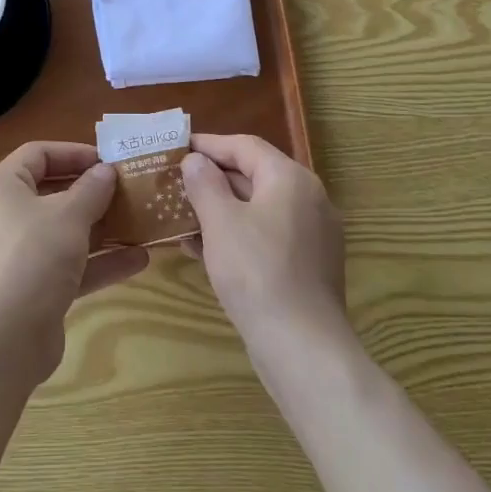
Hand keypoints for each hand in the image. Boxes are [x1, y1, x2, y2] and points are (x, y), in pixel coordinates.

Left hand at [0, 142, 149, 383]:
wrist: (2, 341)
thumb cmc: (32, 258)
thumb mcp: (69, 216)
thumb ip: (92, 189)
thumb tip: (106, 171)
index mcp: (0, 187)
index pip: (38, 154)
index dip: (74, 152)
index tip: (109, 160)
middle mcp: (3, 216)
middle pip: (53, 192)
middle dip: (93, 192)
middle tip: (129, 189)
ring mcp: (17, 255)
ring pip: (64, 232)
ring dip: (102, 228)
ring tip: (141, 222)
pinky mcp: (32, 289)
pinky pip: (68, 265)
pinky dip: (99, 261)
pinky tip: (139, 260)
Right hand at [181, 134, 346, 351]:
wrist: (303, 347)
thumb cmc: (256, 272)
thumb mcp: (220, 222)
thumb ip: (205, 184)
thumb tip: (196, 160)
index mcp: (290, 178)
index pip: (245, 146)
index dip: (210, 144)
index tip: (179, 147)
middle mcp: (309, 198)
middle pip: (255, 175)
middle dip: (214, 178)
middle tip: (177, 182)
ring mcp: (313, 234)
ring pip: (260, 208)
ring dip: (222, 209)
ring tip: (184, 216)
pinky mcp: (309, 265)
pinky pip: (268, 235)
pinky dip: (239, 234)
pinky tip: (206, 250)